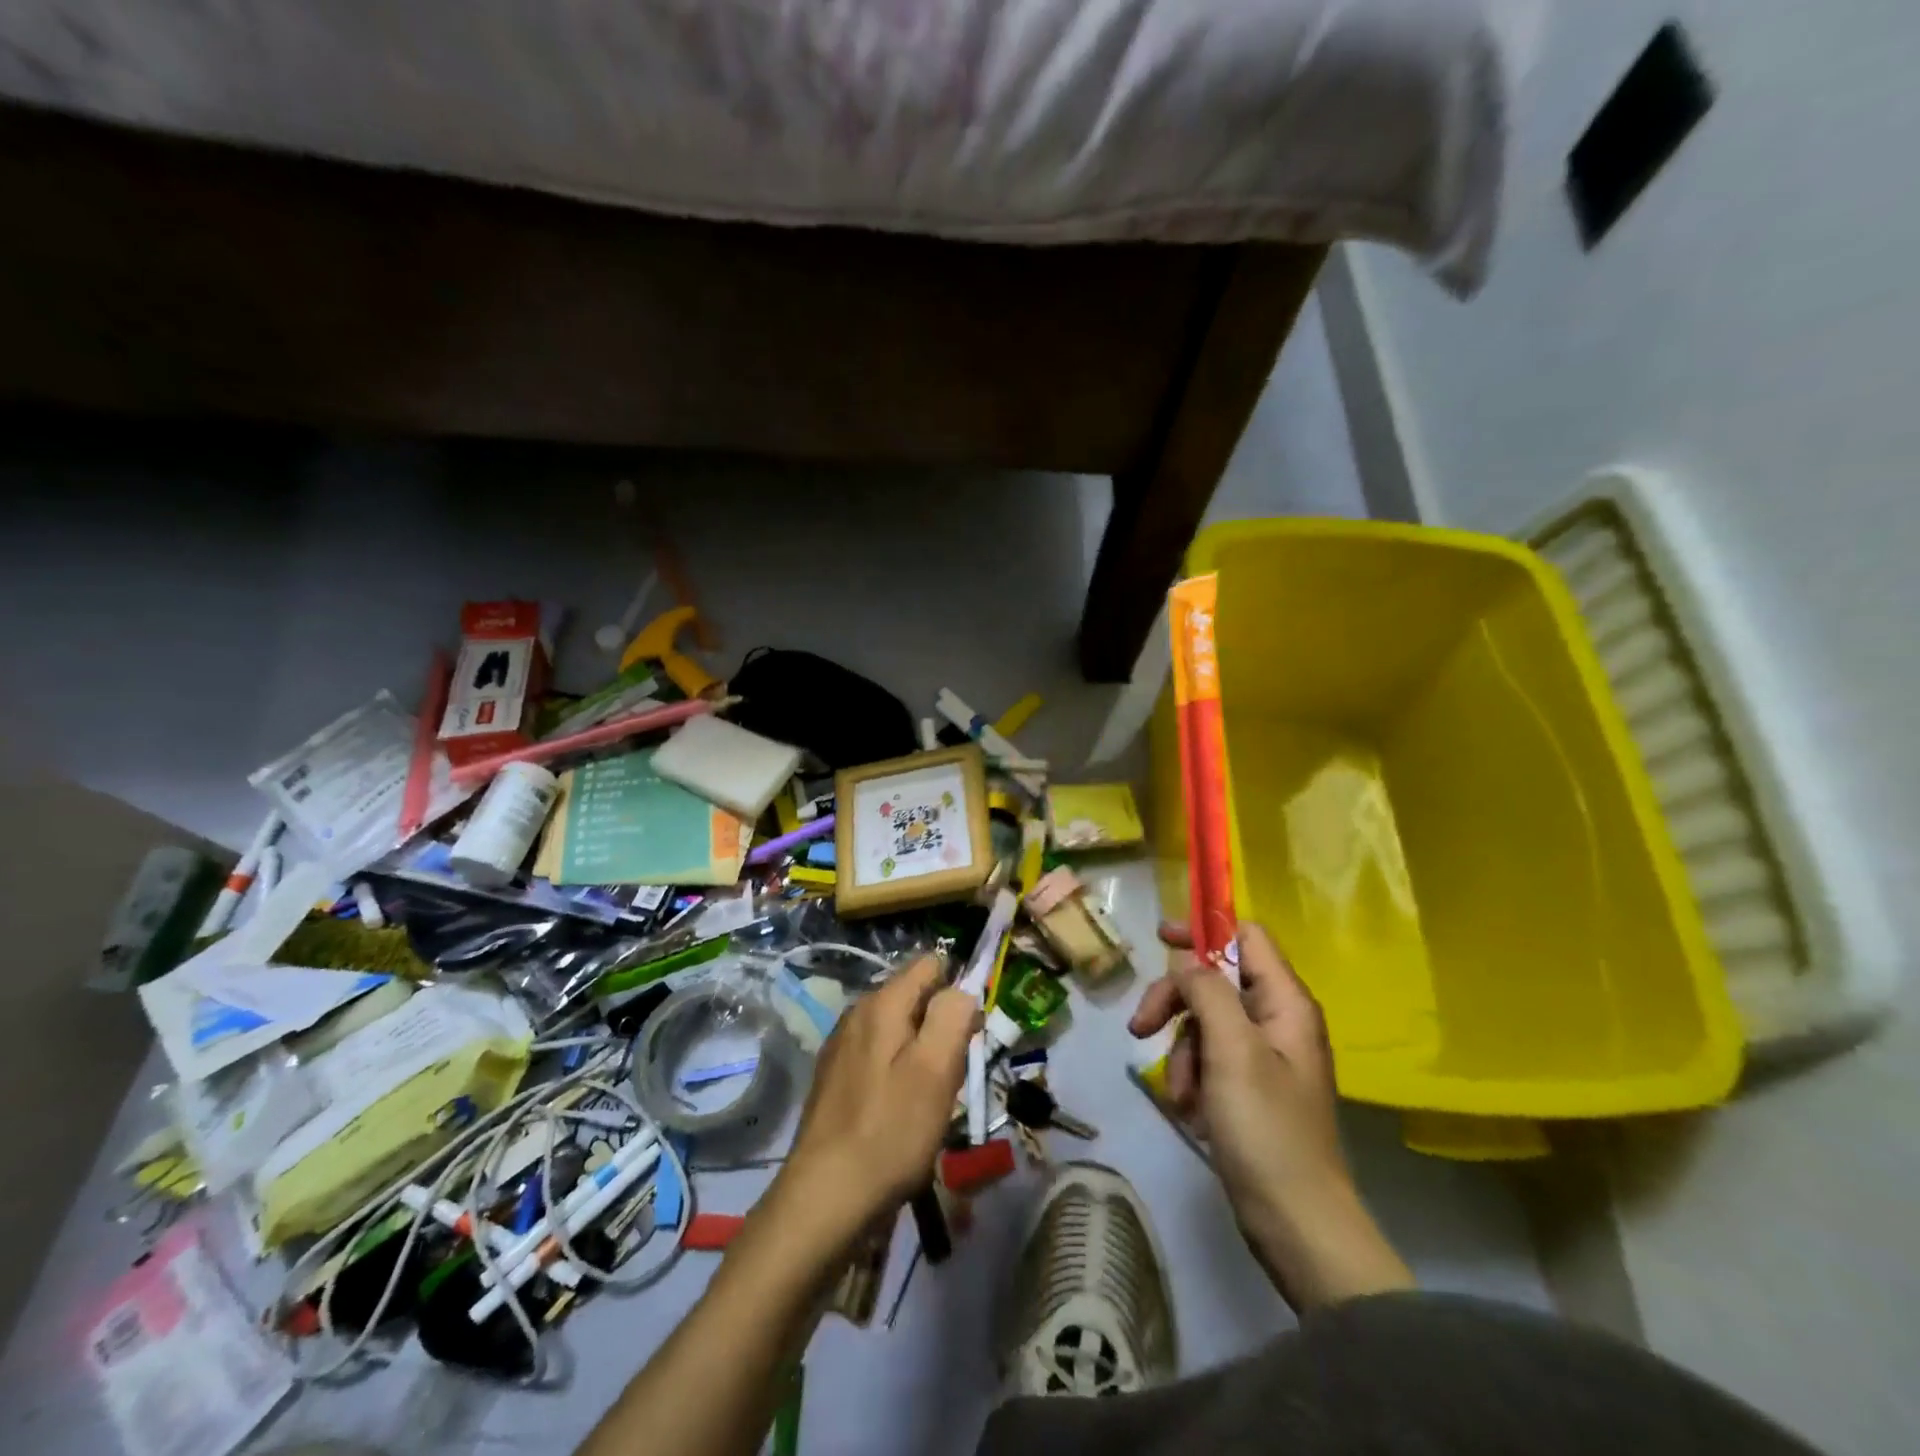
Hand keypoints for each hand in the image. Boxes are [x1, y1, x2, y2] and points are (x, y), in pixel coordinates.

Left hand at [767, 953, 978, 1251]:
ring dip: (921, 1052)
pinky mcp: (835, 1077)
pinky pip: (880, 1055)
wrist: (825, 1197)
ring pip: (898, 1028)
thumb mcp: (935, 1070)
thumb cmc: (890, 1131)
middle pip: (915, 997)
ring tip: (929, 1098)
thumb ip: (952, 1017)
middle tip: (950, 1074)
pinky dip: (898, 1071)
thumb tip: (961, 989)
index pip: (930, 964)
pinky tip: (900, 1110)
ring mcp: (842, 1045)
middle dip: (940, 1025)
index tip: (969, 1034)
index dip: (958, 990)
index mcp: (882, 1002)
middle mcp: (857, 1013)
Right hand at [1129, 920, 1411, 1310]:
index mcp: (1285, 1002)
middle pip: (1215, 981)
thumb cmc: (1267, 1129)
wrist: (1297, 1224)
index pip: (1246, 936)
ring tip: (1179, 1093)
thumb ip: (1207, 992)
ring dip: (1182, 1050)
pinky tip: (1188, 1108)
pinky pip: (1210, 1059)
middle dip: (1176, 1001)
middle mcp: (1277, 1021)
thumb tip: (1187, 960)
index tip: (1160, 939)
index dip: (1204, 930)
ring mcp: (1263, 1056)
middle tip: (1141, 1027)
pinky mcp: (1249, 1088)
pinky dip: (1192, 1077)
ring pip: (1205, 1022)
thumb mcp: (1233, 1050)